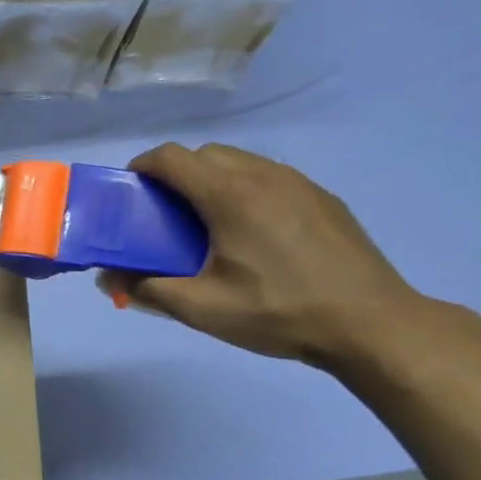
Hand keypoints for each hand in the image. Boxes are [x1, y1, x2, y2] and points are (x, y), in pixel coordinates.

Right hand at [97, 144, 445, 368]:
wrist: (372, 324)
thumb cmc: (279, 312)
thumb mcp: (202, 309)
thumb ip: (147, 289)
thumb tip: (107, 278)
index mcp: (230, 194)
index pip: (172, 157)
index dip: (143, 168)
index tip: (131, 194)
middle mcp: (264, 175)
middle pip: (205, 154)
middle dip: (175, 175)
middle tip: (164, 216)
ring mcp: (299, 183)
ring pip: (240, 163)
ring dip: (212, 181)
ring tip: (207, 226)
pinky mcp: (323, 199)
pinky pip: (269, 178)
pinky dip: (245, 191)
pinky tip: (252, 236)